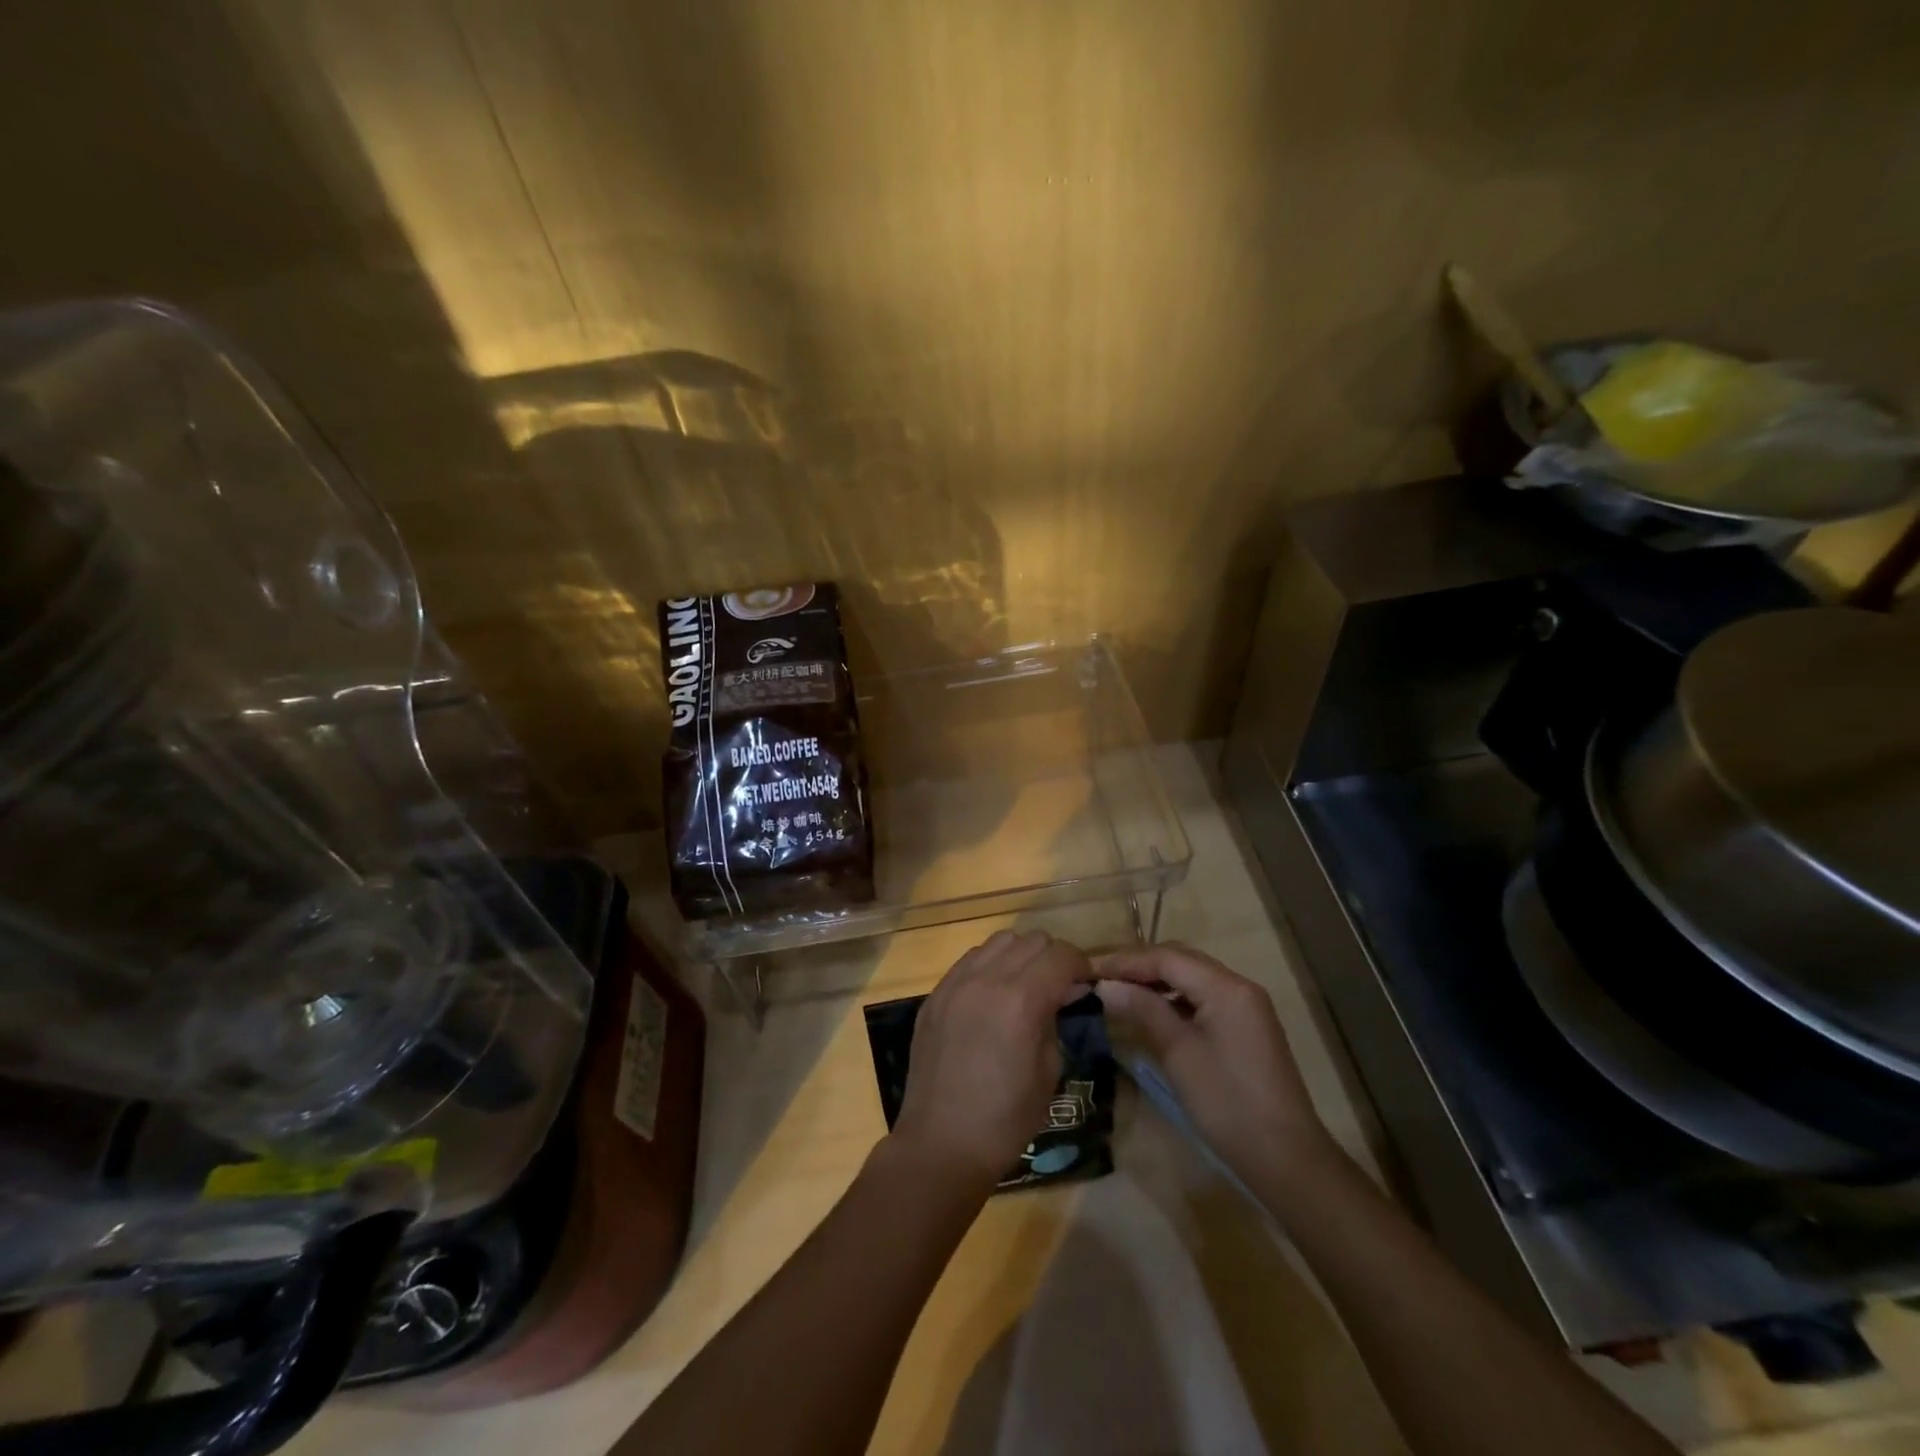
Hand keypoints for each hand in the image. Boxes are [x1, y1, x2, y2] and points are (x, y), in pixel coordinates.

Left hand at [893, 930, 1091, 1189]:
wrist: (942, 1143)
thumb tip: (1062, 993)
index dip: (1080, 965)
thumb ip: (1055, 1019)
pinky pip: (969, 960)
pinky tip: (992, 995)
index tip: (1086, 982)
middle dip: (1052, 957)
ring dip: (1020, 955)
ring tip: (1024, 985)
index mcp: (1021, 999)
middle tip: (1058, 986)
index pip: (1061, 956)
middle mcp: (986, 979)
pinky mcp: (935, 994)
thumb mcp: (1049, 1070)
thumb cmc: (1006, 1117)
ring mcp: (955, 983)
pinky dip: (989, 966)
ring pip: (998, 941)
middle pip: (1031, 940)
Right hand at [1093, 944, 1333, 1186]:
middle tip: (1100, 978)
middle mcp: (1238, 986)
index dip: (1125, 961)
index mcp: (1226, 987)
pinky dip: (1173, 998)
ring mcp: (1245, 1006)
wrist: (1286, 1158)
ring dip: (1154, 980)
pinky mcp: (1244, 1025)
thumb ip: (1142, 1010)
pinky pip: (1202, 997)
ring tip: (1117, 991)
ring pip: (1191, 977)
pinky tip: (1150, 1011)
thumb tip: (1104, 985)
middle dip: (1138, 965)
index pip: (1166, 957)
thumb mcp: (1178, 1053)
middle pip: (1180, 960)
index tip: (1089, 971)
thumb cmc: (1227, 1103)